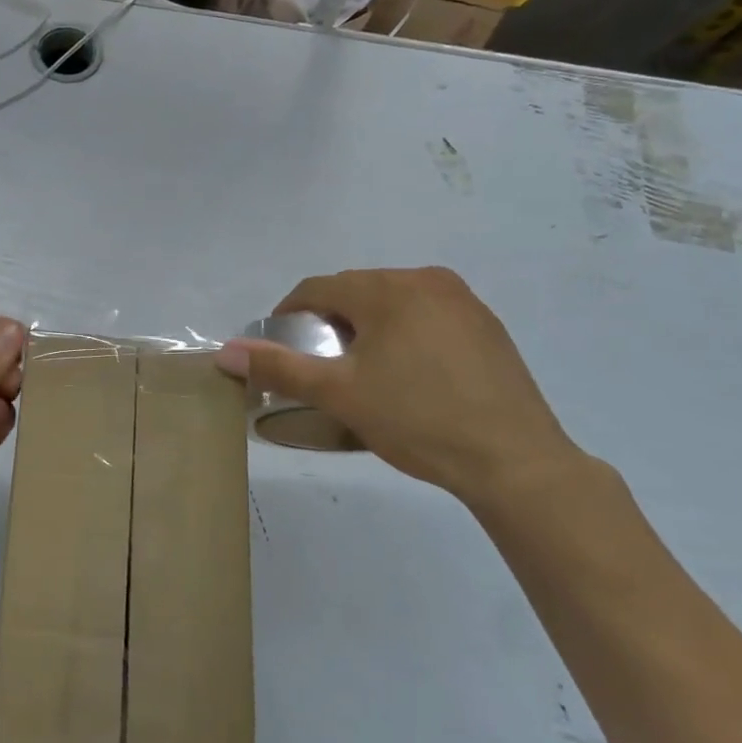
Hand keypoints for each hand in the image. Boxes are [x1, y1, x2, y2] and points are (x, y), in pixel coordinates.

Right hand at [216, 267, 584, 504]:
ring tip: (365, 374)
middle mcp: (427, 280)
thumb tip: (225, 352)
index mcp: (388, 288)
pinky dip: (405, 335)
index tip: (281, 349)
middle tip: (323, 368)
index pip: (318, 288)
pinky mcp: (487, 326)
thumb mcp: (339, 394)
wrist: (516, 463)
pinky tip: (411, 377)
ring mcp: (463, 301)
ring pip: (393, 304)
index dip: (289, 314)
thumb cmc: (417, 420)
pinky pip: (427, 317)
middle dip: (331, 323)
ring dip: (368, 329)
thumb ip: (279, 367)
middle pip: (357, 292)